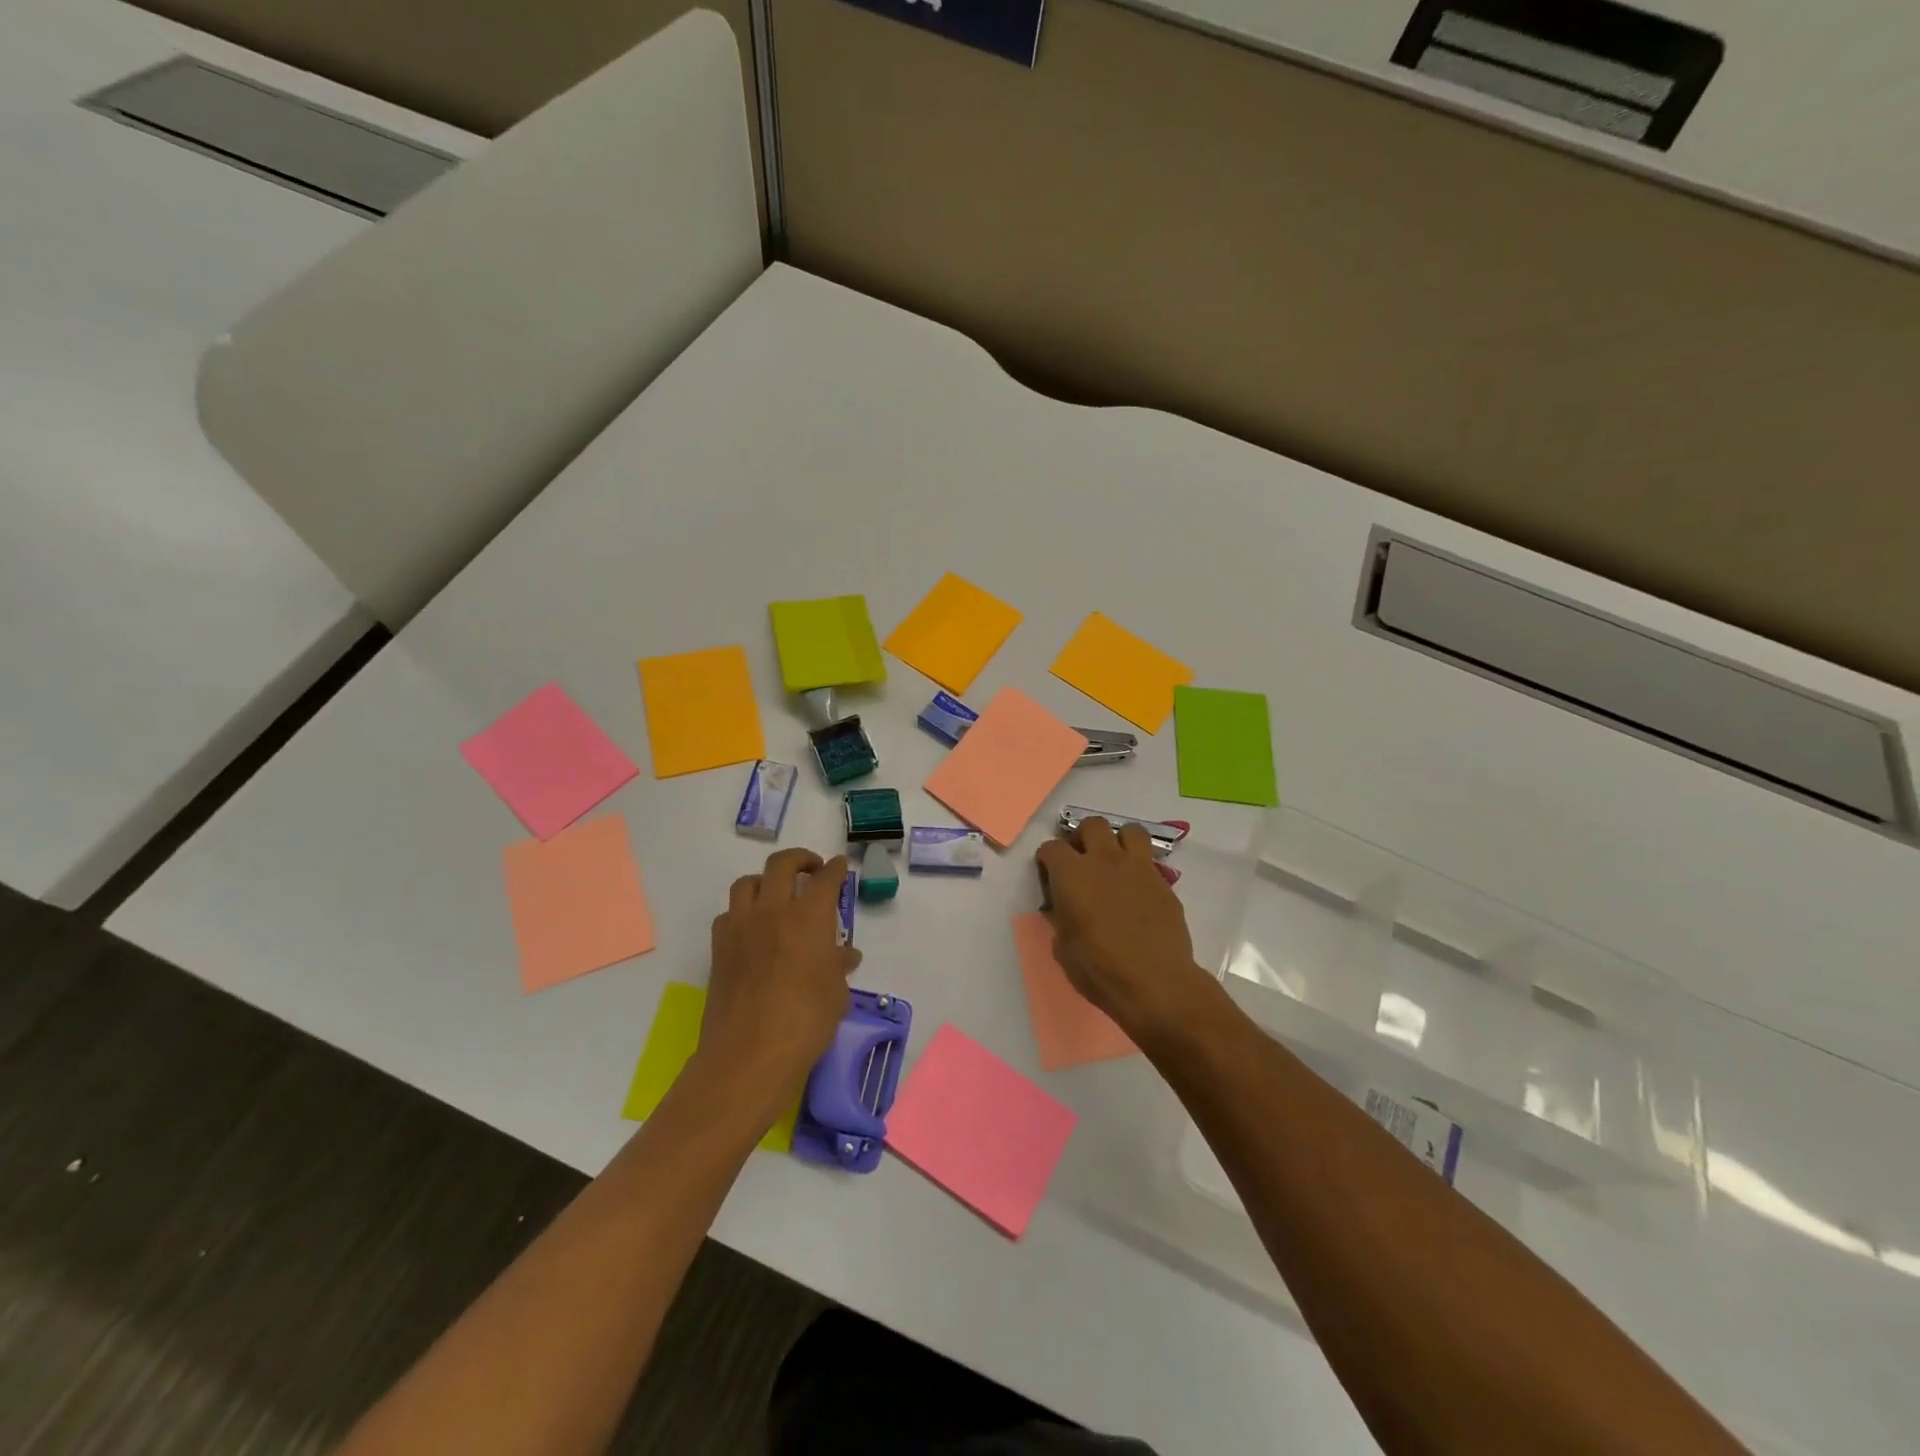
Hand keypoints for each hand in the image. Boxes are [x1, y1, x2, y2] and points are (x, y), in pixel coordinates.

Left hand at [695, 848, 861, 1126]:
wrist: (749, 1054)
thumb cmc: (805, 1022)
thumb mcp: (836, 993)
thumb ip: (838, 966)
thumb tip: (844, 954)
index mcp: (809, 916)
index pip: (826, 878)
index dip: (835, 869)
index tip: (840, 866)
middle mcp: (773, 910)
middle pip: (782, 864)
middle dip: (800, 859)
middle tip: (811, 870)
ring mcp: (741, 926)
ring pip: (748, 882)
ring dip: (766, 881)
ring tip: (777, 895)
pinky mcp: (719, 947)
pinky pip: (729, 914)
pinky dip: (743, 912)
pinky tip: (753, 930)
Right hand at [1035, 817, 1214, 1038]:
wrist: (1155, 982)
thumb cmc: (1099, 968)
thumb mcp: (1063, 946)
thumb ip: (1061, 917)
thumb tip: (1064, 909)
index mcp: (1071, 874)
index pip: (1051, 847)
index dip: (1048, 859)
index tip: (1049, 874)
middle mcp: (1104, 860)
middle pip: (1092, 824)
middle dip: (1084, 837)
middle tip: (1083, 860)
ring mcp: (1138, 867)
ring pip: (1129, 830)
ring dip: (1119, 841)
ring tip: (1115, 863)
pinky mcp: (1163, 882)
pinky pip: (1150, 861)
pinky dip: (1140, 868)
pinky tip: (1137, 890)